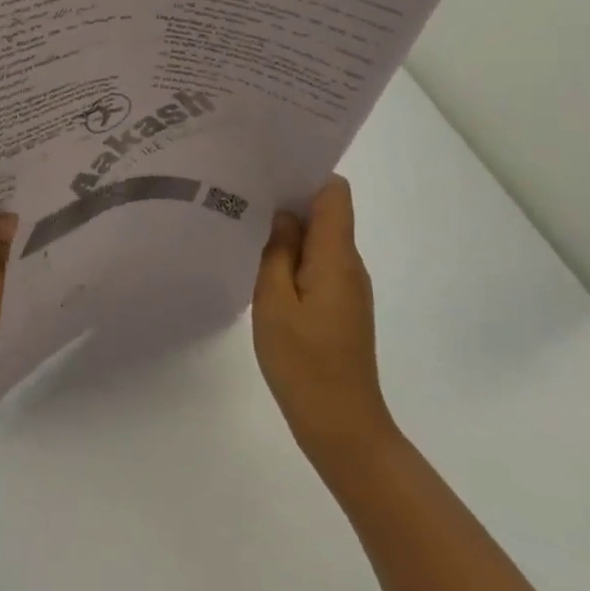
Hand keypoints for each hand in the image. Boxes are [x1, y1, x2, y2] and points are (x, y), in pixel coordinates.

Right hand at [252, 176, 398, 477]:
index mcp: (337, 258)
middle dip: (288, 195)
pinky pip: (315, 264)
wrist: (342, 425)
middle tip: (241, 187)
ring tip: (242, 218)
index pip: (334, 193)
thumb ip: (277, 252)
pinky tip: (258, 260)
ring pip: (318, 239)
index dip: (306, 172)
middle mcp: (348, 265)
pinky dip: (290, 254)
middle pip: (326, 212)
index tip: (267, 164)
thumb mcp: (275, 302)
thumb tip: (282, 215)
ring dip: (287, 227)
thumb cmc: (304, 362)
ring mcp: (345, 287)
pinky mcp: (337, 306)